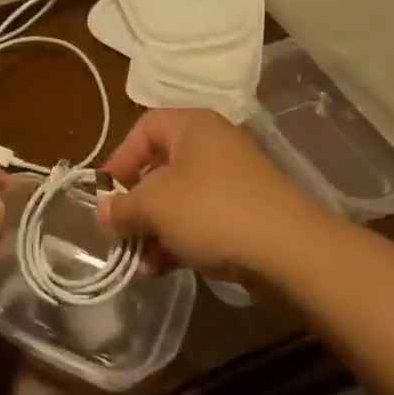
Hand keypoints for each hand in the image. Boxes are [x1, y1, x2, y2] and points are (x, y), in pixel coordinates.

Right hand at [97, 109, 329, 280]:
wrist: (290, 250)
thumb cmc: (212, 211)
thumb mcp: (155, 206)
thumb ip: (123, 207)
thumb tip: (103, 211)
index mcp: (192, 126)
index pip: (144, 128)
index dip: (120, 158)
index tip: (106, 193)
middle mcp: (213, 144)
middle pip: (161, 165)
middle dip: (137, 201)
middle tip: (121, 230)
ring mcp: (234, 179)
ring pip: (181, 197)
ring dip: (156, 226)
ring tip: (141, 259)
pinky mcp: (248, 212)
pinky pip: (203, 218)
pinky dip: (182, 237)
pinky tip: (165, 268)